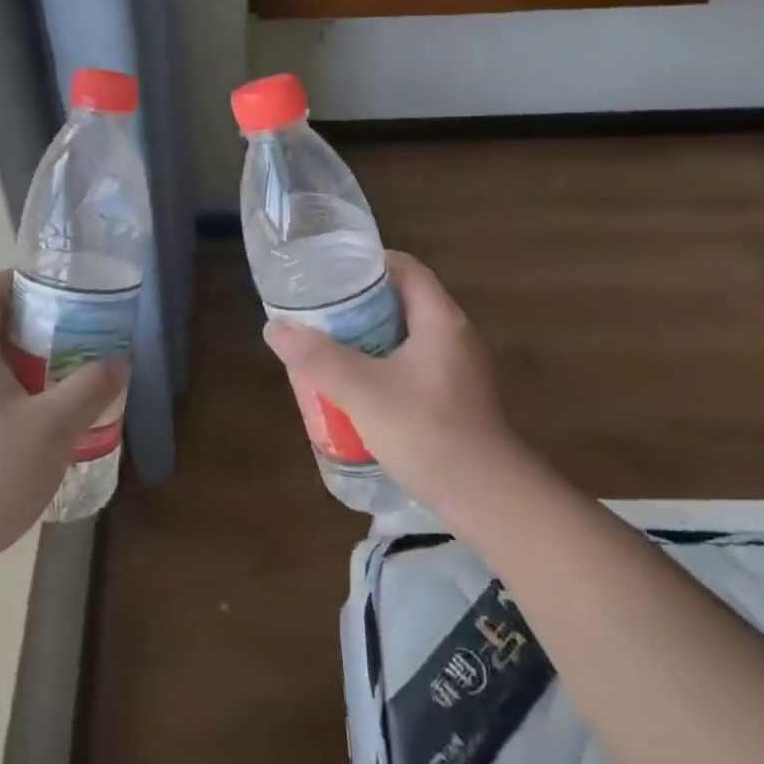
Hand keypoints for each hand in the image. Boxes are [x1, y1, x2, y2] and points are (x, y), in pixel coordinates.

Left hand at [0, 272, 124, 611]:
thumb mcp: (52, 428)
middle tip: (79, 327)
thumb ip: (89, 389)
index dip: (15, 280)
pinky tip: (56, 412)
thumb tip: (118, 361)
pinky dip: (26, 388)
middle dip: (37, 320)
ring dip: (34, 357)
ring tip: (75, 366)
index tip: (56, 286)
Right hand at [261, 252, 524, 515]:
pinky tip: (353, 391)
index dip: (367, 263)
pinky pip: (409, 368)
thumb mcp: (363, 391)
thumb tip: (275, 327)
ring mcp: (457, 371)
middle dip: (357, 305)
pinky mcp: (453, 401)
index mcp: (440, 320)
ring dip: (365, 340)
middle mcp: (454, 337)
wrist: (488, 500)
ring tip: (326, 349)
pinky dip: (379, 368)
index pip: (405, 268)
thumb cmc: (428, 432)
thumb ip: (318, 357)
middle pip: (401, 302)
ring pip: (403, 338)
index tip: (329, 273)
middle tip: (317, 314)